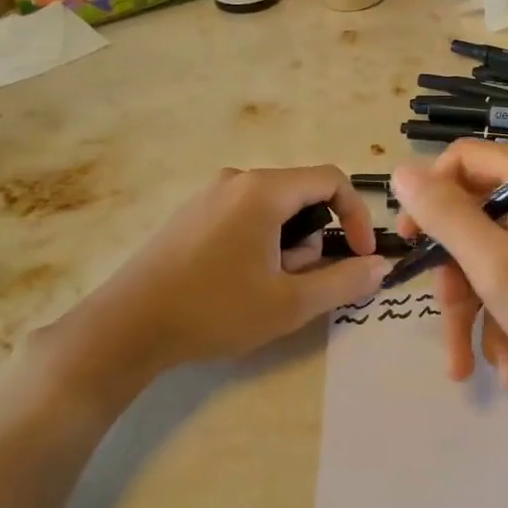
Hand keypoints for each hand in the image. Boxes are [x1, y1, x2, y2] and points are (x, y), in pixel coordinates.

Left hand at [45, 166, 387, 411]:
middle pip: (301, 196)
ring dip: (285, 246)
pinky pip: (244, 216)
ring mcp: (209, 195)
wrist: (126, 327)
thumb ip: (344, 281)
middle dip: (312, 239)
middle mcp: (237, 180)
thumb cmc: (214, 310)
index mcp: (264, 190)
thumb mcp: (290, 303)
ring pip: (272, 209)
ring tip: (262, 288)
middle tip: (296, 284)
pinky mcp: (191, 214)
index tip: (359, 255)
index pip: (332, 179)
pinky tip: (235, 283)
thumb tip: (381, 266)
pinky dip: (259, 243)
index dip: (356, 215)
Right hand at [391, 141, 507, 407]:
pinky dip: (507, 322)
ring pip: (493, 261)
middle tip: (449, 322)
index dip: (429, 198)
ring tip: (469, 369)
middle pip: (475, 220)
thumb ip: (447, 217)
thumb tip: (401, 171)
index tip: (410, 244)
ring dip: (477, 314)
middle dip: (457, 279)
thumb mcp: (499, 267)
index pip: (464, 161)